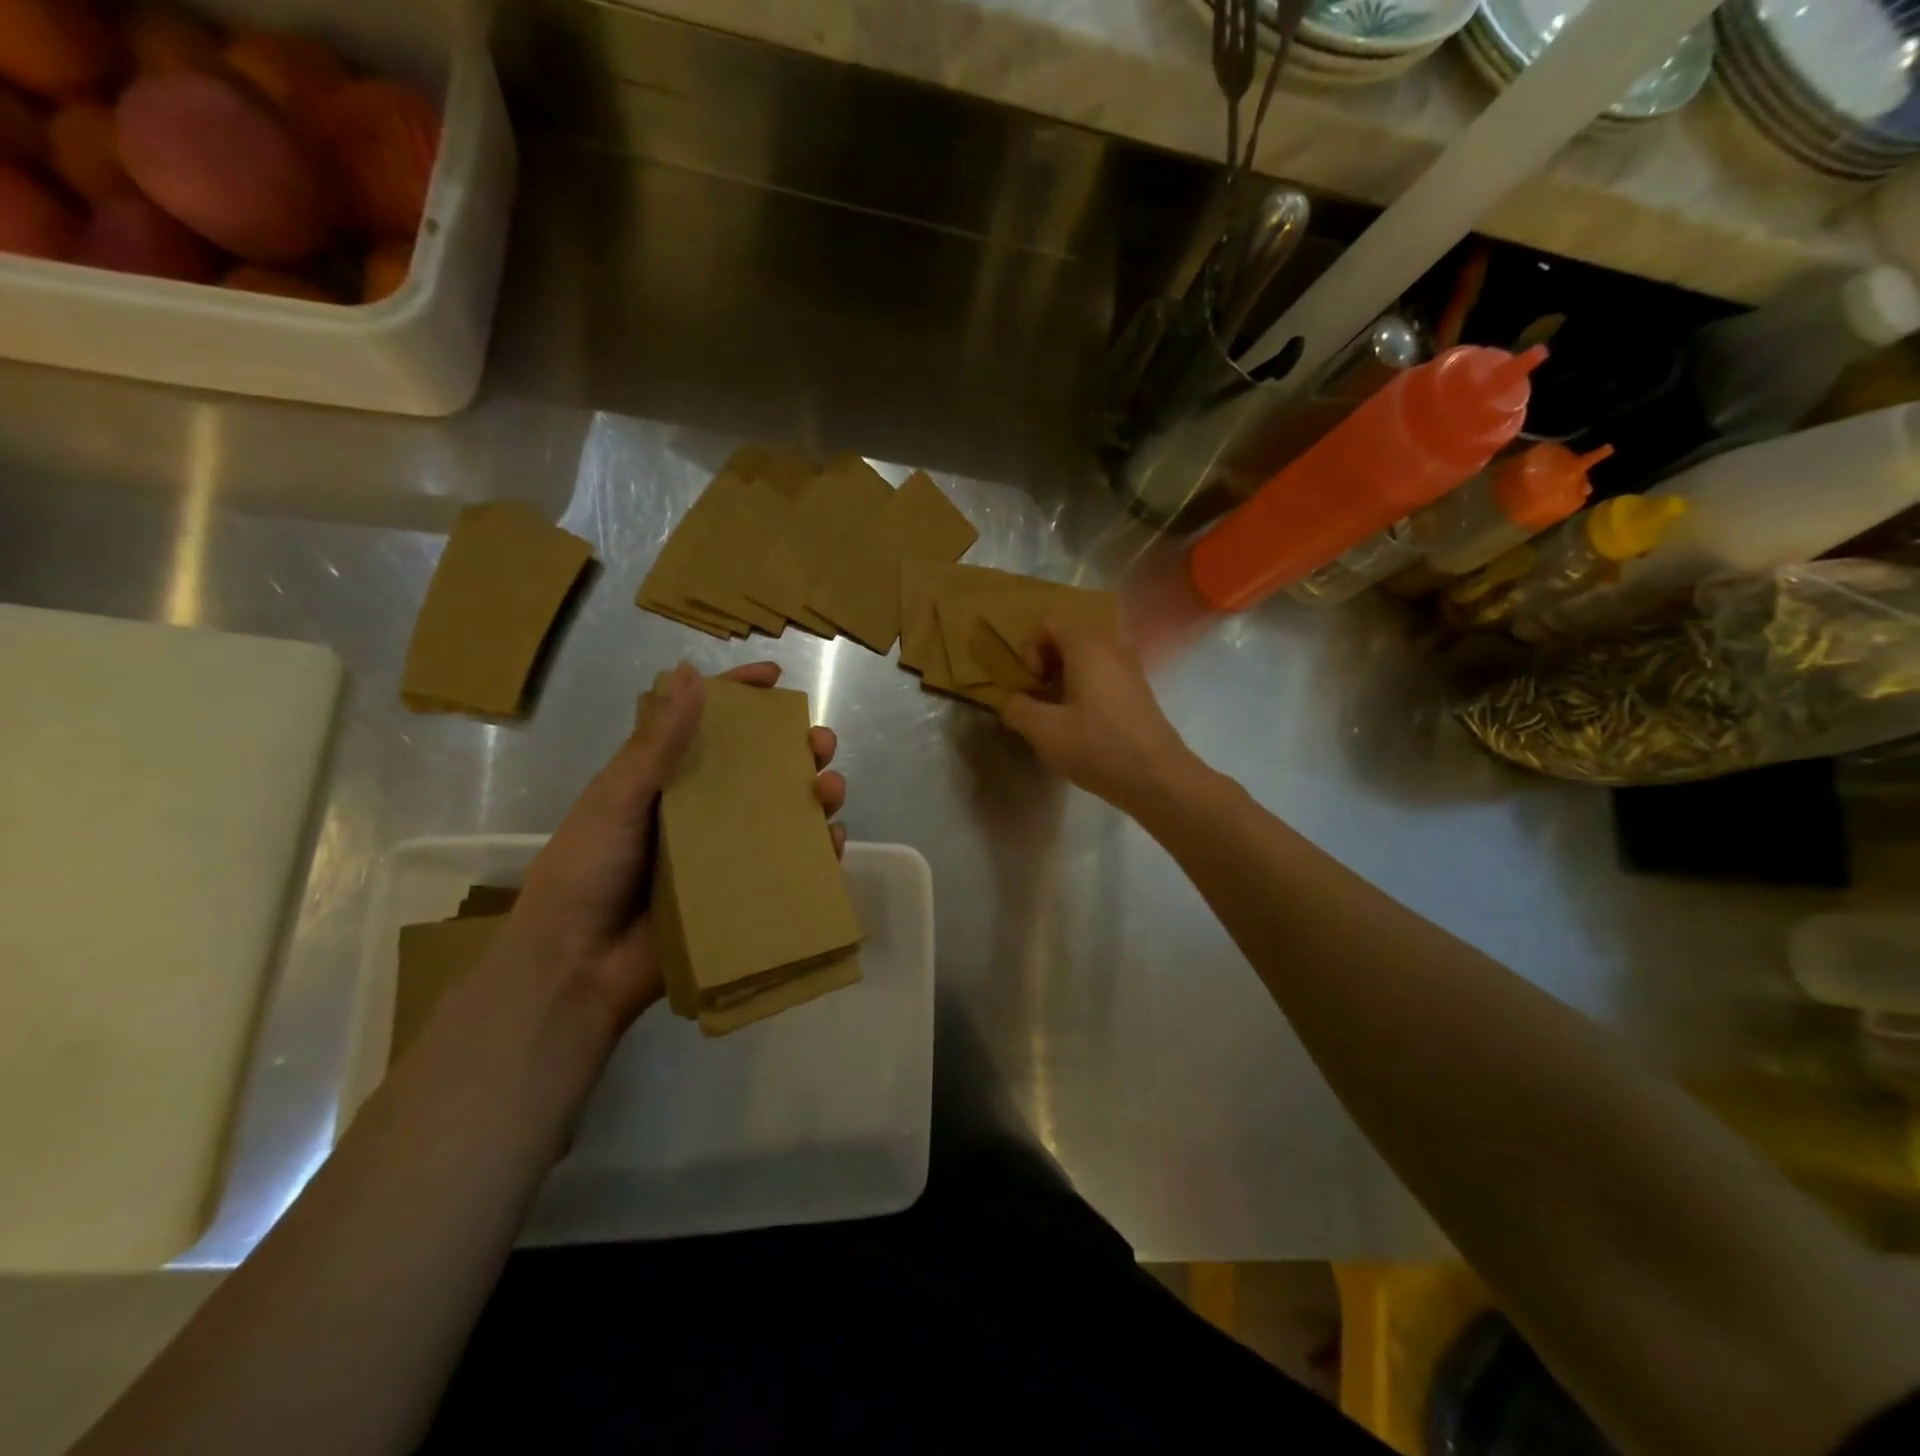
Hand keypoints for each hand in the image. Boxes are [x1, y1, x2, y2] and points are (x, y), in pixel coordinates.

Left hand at [503, 661, 845, 1032]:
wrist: (576, 969)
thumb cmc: (586, 872)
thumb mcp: (616, 799)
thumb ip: (656, 742)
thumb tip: (690, 670)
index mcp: (664, 781)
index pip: (706, 725)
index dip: (741, 696)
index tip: (775, 677)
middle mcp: (700, 811)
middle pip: (758, 769)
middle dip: (796, 749)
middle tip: (819, 743)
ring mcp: (723, 854)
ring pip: (783, 814)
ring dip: (814, 796)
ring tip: (830, 789)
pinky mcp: (740, 894)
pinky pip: (789, 867)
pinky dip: (816, 852)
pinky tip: (831, 842)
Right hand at [998, 620, 1200, 815]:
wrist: (1157, 778)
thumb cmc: (1098, 747)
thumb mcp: (1043, 731)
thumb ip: (1017, 708)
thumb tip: (1012, 700)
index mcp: (1088, 647)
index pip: (1050, 622)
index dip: (1030, 648)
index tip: (1033, 683)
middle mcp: (1113, 647)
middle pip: (1069, 637)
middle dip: (1046, 663)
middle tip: (1040, 697)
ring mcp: (1130, 669)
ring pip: (1087, 658)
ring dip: (1065, 678)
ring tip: (1058, 712)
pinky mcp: (1138, 692)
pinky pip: (1104, 675)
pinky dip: (1085, 689)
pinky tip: (1081, 723)